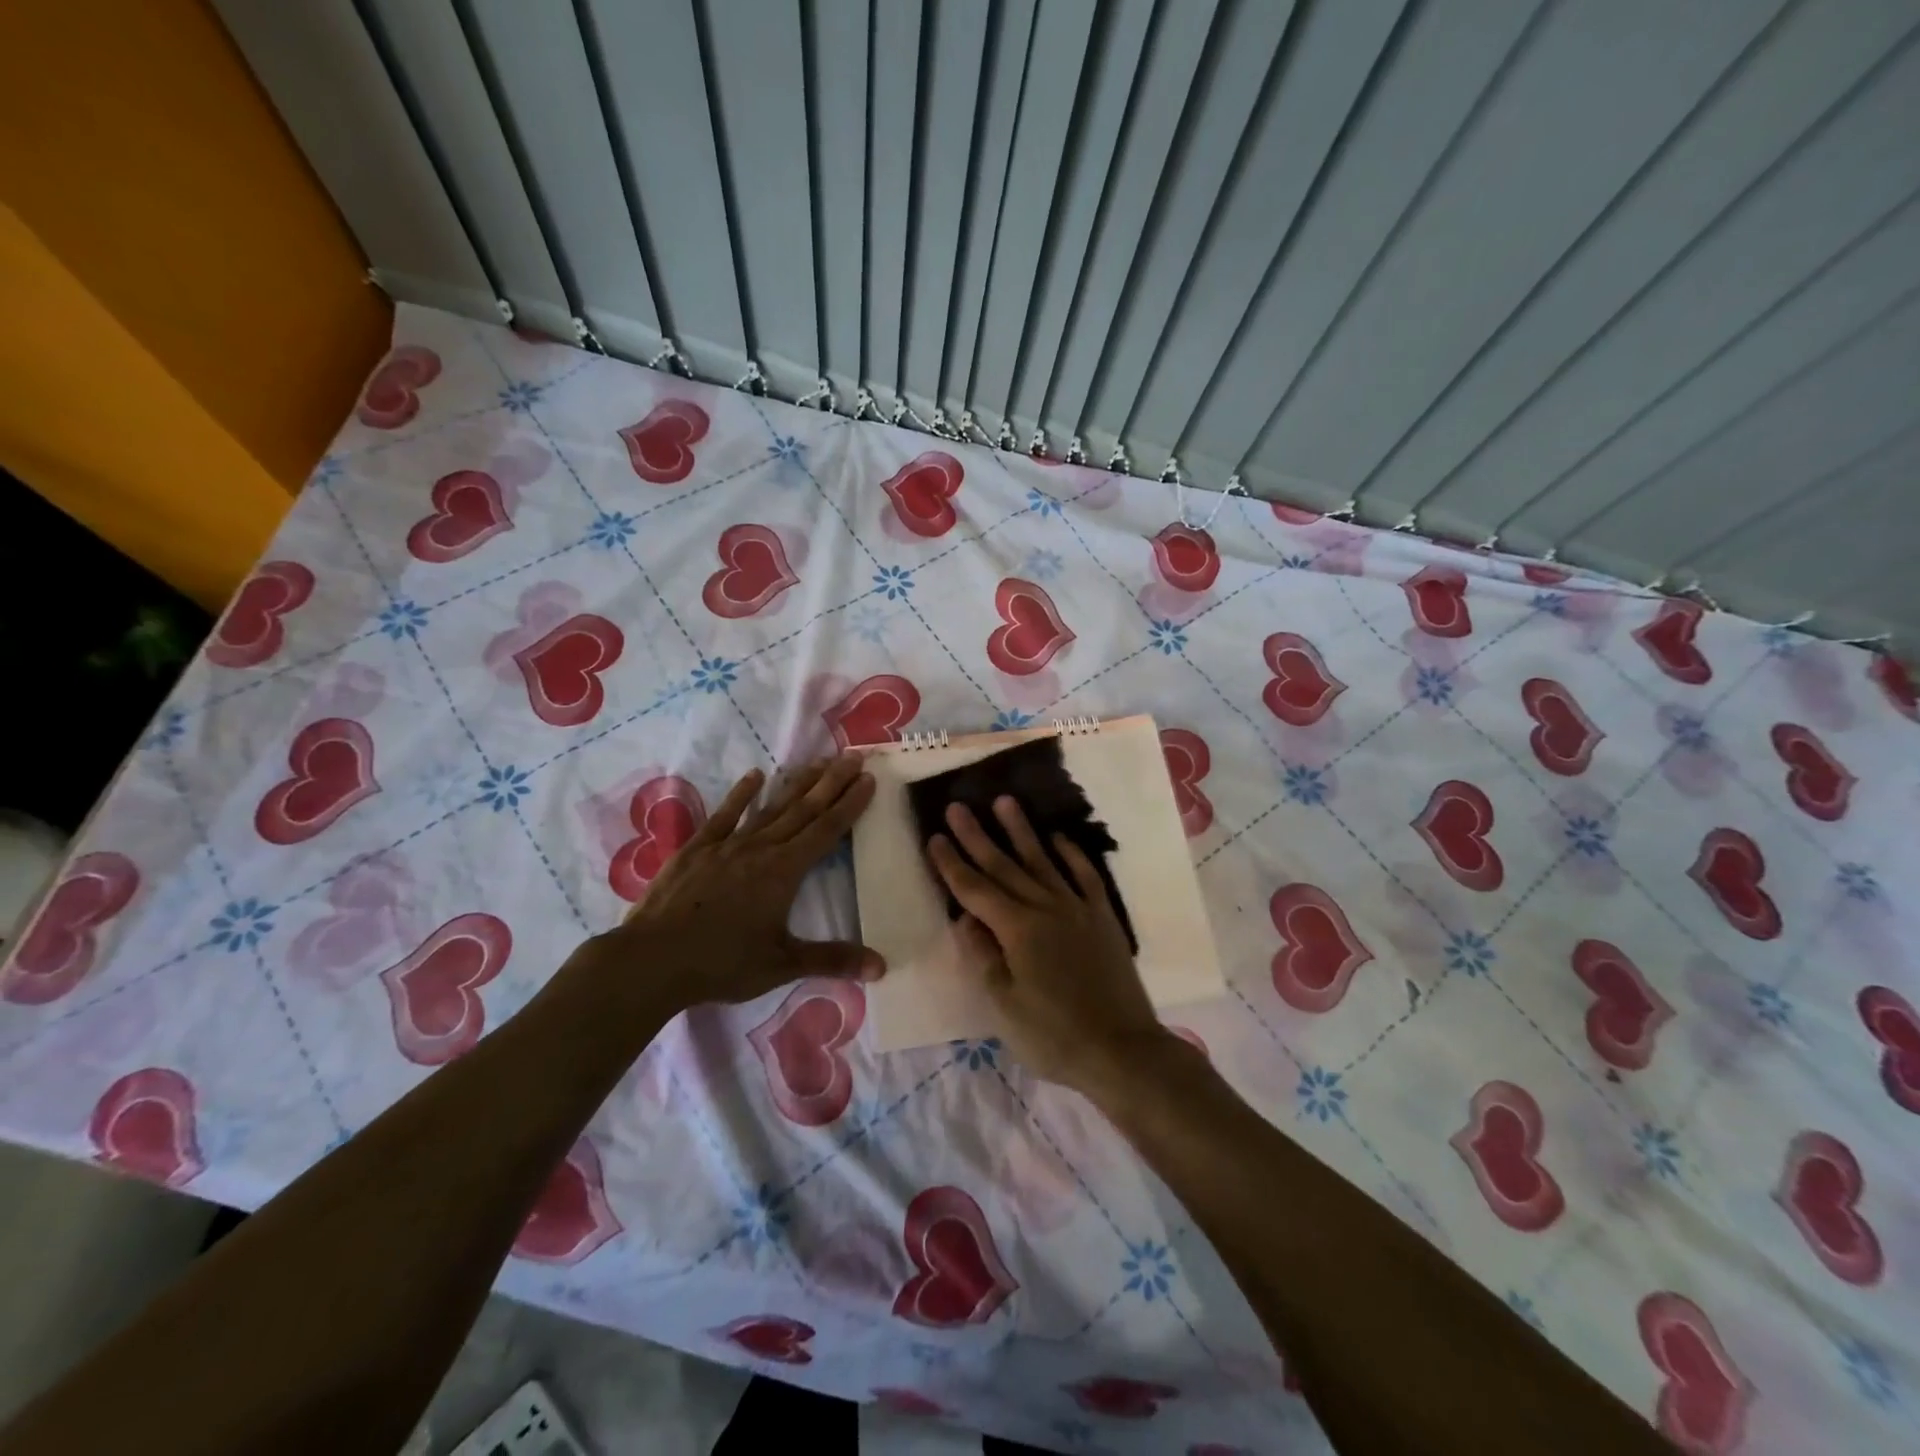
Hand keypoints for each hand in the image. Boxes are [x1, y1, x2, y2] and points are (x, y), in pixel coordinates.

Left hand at [577, 755, 883, 1011]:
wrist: (651, 960)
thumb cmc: (722, 964)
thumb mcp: (782, 965)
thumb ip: (832, 960)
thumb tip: (882, 967)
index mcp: (784, 872)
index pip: (826, 831)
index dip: (849, 804)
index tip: (868, 779)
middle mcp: (761, 849)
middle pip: (803, 810)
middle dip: (831, 783)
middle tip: (853, 757)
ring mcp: (727, 845)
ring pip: (771, 807)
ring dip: (797, 784)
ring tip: (817, 762)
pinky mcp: (697, 848)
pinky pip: (725, 815)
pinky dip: (742, 794)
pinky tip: (755, 776)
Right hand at [927, 796, 1175, 1093]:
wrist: (1122, 1050)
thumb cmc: (1054, 1035)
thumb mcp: (1005, 1005)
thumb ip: (983, 956)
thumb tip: (964, 919)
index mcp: (1016, 930)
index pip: (975, 890)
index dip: (952, 864)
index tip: (935, 837)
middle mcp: (1045, 908)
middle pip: (1004, 866)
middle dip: (977, 836)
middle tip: (958, 807)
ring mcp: (1077, 909)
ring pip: (1042, 860)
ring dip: (1021, 831)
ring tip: (1005, 802)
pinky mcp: (1102, 917)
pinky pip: (1084, 875)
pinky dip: (1070, 854)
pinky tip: (1058, 837)